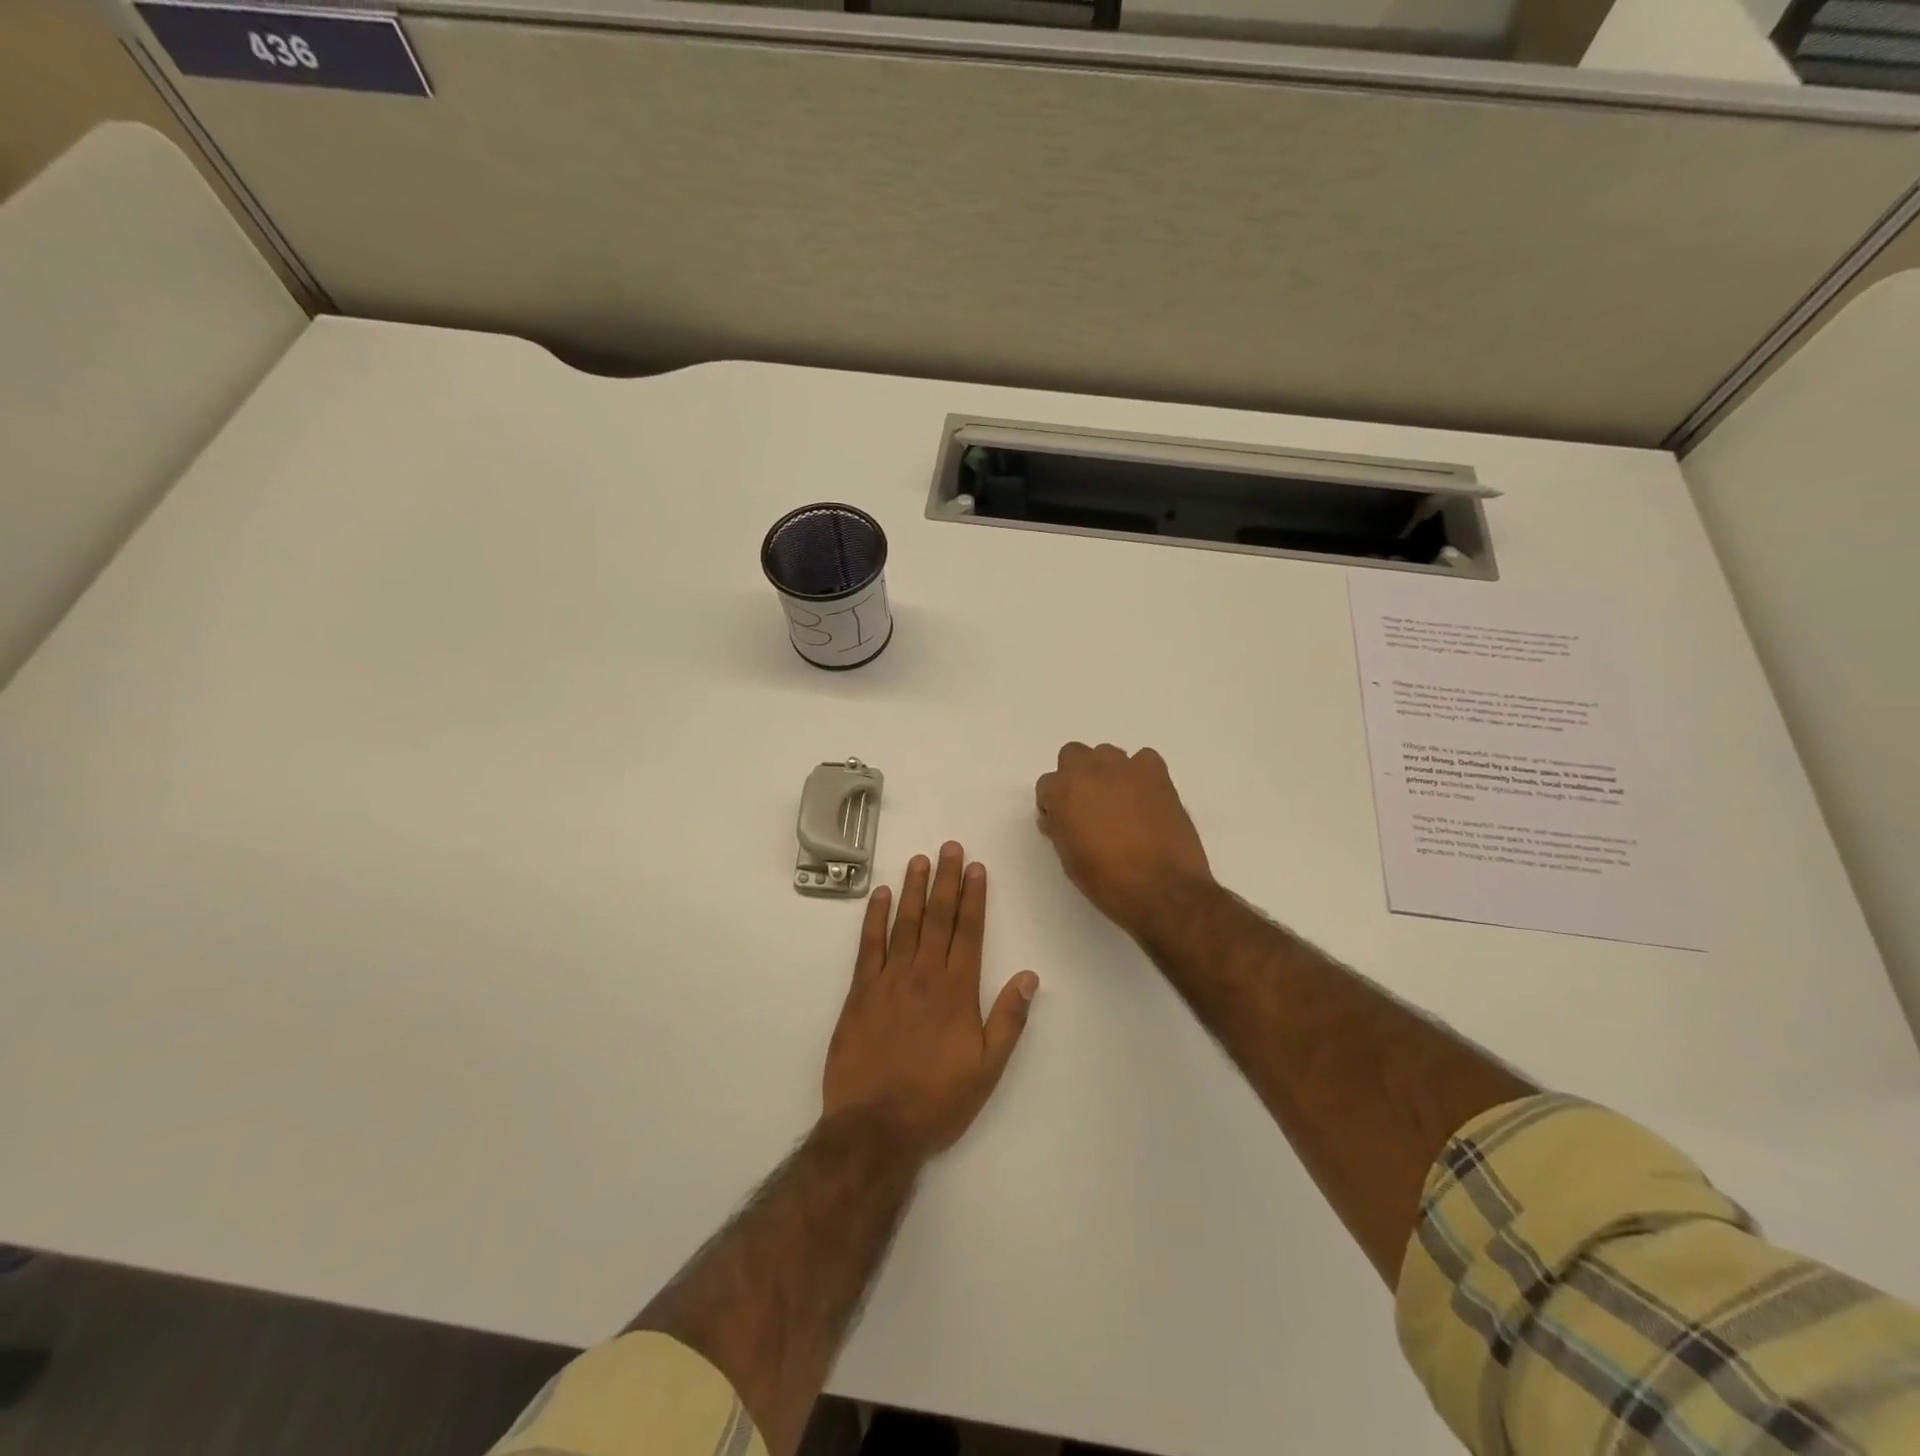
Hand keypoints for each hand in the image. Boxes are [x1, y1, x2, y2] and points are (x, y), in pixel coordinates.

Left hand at [822, 843, 1038, 1158]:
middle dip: (946, 880)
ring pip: (905, 923)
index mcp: (958, 991)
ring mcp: (890, 980)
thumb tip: (1030, 976)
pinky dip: (875, 917)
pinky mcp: (860, 992)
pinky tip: (881, 895)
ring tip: (920, 859)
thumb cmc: (938, 1100)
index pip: (970, 931)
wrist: (876, 1127)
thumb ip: (1008, 1019)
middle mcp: (925, 975)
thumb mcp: (988, 1068)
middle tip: (950, 847)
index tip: (976, 868)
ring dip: (913, 889)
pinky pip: (869, 945)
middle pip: (938, 917)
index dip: (974, 897)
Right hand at [1034, 743, 1213, 940]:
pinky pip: (1143, 759)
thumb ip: (1060, 827)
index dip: (1053, 805)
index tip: (1063, 823)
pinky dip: (1141, 774)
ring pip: (1107, 755)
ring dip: (1107, 773)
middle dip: (1075, 777)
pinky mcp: (1157, 773)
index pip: (1047, 785)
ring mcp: (1126, 767)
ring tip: (1119, 803)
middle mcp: (1090, 770)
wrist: (1162, 889)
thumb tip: (1059, 817)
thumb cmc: (1107, 880)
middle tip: (1087, 806)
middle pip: (1073, 755)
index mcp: (1063, 792)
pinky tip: (1145, 798)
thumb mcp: (1069, 857)